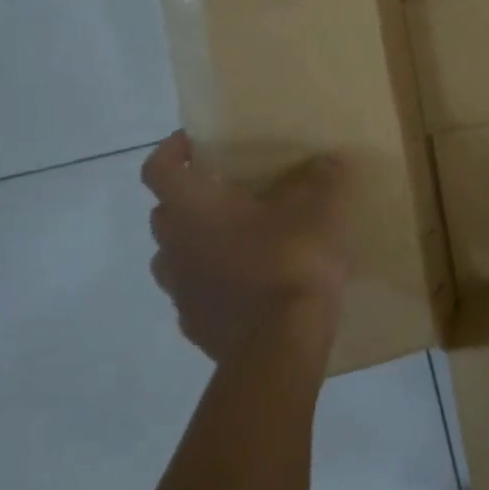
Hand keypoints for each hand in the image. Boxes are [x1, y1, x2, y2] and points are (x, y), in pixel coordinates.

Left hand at [142, 132, 351, 363]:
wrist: (280, 346)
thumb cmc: (290, 262)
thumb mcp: (318, 210)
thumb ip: (321, 179)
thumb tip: (328, 160)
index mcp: (193, 209)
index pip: (159, 168)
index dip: (173, 150)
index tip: (197, 142)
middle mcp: (174, 247)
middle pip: (165, 213)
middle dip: (190, 199)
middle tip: (229, 192)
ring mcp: (181, 291)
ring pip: (175, 256)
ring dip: (197, 243)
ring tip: (238, 240)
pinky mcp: (196, 326)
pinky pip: (197, 294)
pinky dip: (213, 283)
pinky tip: (247, 285)